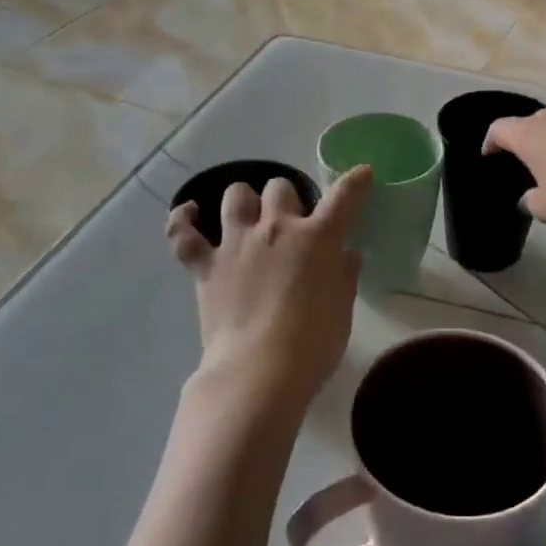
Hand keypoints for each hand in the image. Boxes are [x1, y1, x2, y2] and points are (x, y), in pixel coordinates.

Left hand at [166, 168, 371, 427]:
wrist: (259, 371)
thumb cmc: (313, 345)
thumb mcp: (342, 310)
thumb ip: (344, 277)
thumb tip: (346, 255)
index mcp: (318, 239)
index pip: (343, 197)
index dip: (355, 181)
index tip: (362, 174)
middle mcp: (276, 229)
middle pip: (280, 188)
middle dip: (288, 198)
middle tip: (292, 221)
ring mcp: (237, 244)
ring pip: (236, 195)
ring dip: (245, 200)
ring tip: (249, 216)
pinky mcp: (205, 266)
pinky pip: (184, 233)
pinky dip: (184, 220)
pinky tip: (189, 214)